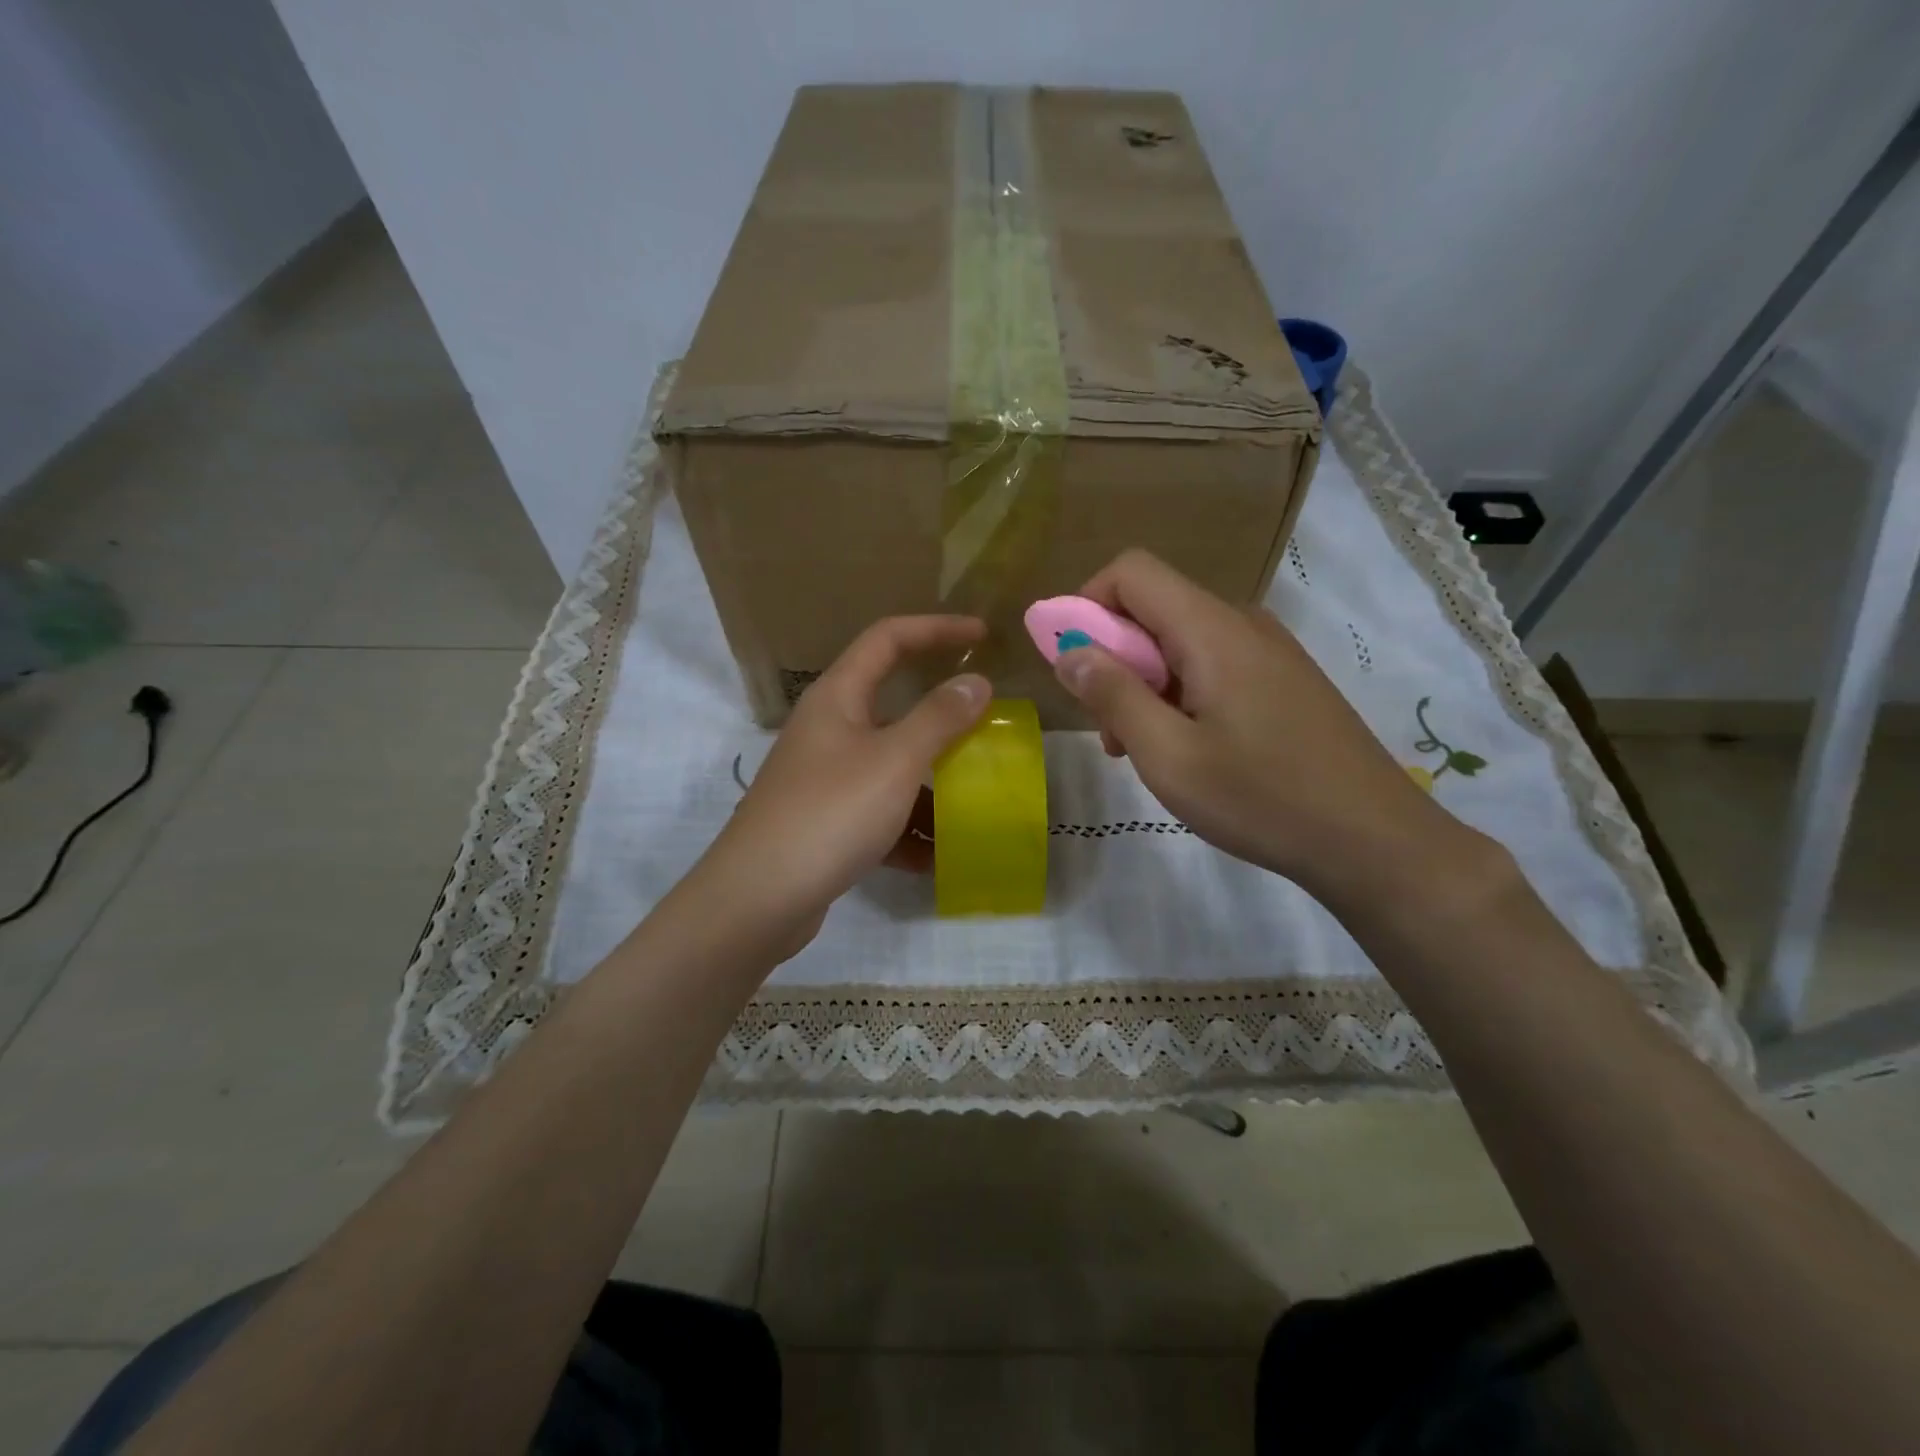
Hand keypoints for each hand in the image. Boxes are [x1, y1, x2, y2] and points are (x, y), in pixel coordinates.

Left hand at [697, 615, 990, 955]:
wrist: (758, 899)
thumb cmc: (830, 813)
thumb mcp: (895, 761)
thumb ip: (939, 718)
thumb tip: (976, 682)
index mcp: (837, 698)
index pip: (887, 639)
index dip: (935, 629)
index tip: (982, 636)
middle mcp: (827, 730)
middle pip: (891, 705)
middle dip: (940, 717)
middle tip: (985, 724)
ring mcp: (823, 778)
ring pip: (888, 765)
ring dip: (929, 781)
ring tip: (973, 801)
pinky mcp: (824, 822)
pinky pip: (877, 812)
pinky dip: (906, 827)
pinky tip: (936, 856)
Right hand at [1052, 550, 1482, 908]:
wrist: (1373, 840)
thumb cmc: (1262, 799)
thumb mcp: (1169, 756)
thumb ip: (1113, 696)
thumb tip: (1068, 651)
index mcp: (1211, 630)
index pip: (1131, 572)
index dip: (1087, 604)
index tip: (1073, 665)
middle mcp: (1241, 624)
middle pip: (1153, 608)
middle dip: (1113, 658)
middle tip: (1110, 729)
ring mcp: (1268, 651)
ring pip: (1180, 642)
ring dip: (1144, 684)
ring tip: (1146, 751)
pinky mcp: (1282, 680)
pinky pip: (1211, 665)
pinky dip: (1179, 694)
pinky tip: (1187, 751)